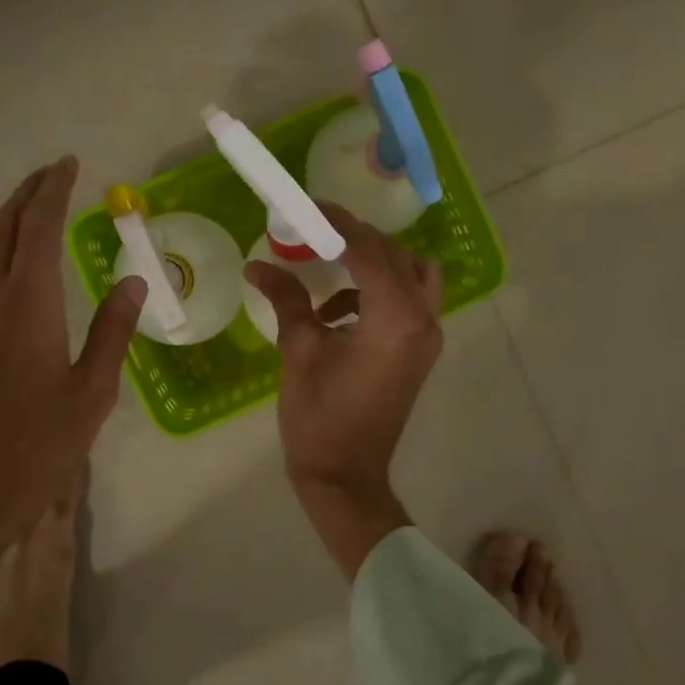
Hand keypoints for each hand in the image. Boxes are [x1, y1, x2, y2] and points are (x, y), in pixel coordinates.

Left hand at [0, 156, 145, 591]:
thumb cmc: (34, 449)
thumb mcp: (91, 393)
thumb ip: (113, 331)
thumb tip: (132, 279)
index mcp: (27, 304)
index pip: (40, 226)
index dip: (55, 190)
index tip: (70, 164)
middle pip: (4, 228)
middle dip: (28, 194)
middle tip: (54, 174)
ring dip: (12, 224)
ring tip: (40, 212)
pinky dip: (0, 257)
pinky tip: (17, 272)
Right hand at [245, 202, 442, 578]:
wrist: (345, 477)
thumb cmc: (319, 417)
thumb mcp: (299, 350)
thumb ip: (287, 298)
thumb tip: (258, 264)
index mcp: (396, 318)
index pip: (369, 250)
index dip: (337, 224)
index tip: (308, 207)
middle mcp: (423, 321)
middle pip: (396, 257)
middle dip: (356, 240)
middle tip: (315, 234)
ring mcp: (427, 339)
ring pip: (411, 277)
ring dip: (373, 266)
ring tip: (326, 272)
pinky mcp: (419, 354)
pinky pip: (407, 303)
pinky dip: (376, 294)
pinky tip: (335, 314)